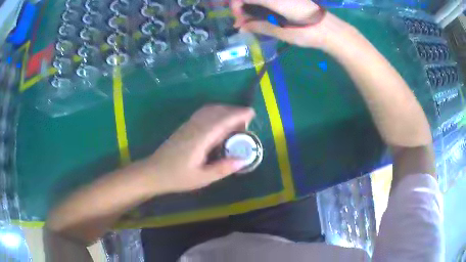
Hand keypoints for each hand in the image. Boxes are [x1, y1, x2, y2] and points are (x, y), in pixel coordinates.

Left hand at [145, 105, 254, 193]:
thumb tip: (243, 159)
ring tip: (235, 121)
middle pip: (217, 110)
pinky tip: (219, 123)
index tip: (252, 113)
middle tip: (247, 122)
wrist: (154, 172)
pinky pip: (203, 113)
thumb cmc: (177, 177)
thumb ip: (223, 168)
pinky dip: (215, 112)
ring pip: (209, 109)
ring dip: (225, 110)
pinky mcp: (185, 126)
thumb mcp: (202, 178)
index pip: (223, 120)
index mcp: (201, 138)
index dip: (238, 114)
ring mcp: (189, 124)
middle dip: (234, 111)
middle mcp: (195, 126)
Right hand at [230, 0, 351, 50]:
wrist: (330, 30)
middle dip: (241, 6)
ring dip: (251, 6)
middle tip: (243, 21)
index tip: (239, 20)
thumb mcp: (281, 31)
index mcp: (274, 0)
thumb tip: (241, 27)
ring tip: (251, 21)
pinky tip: (262, 16)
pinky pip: (268, 1)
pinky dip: (260, 6)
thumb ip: (259, 26)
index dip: (235, 5)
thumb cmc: (307, 32)